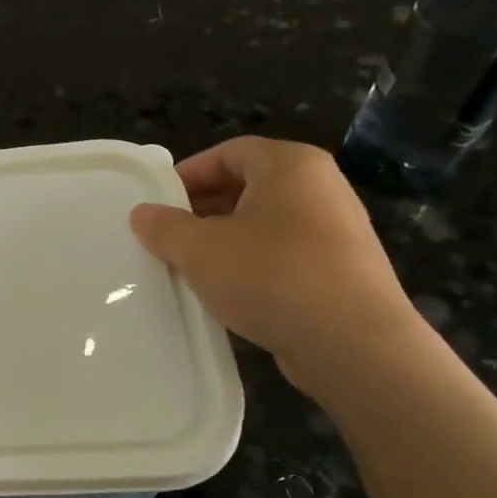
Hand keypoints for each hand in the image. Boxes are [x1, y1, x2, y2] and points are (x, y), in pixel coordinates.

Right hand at [129, 137, 425, 391]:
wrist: (354, 344)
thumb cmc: (271, 276)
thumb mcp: (199, 249)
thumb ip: (164, 227)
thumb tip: (142, 214)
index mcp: (291, 165)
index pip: (229, 152)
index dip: (188, 174)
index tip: (158, 203)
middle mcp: (321, 187)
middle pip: (248, 186)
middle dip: (203, 210)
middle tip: (168, 237)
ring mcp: (338, 230)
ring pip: (265, 224)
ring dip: (225, 242)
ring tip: (193, 268)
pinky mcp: (344, 271)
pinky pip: (286, 256)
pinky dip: (254, 267)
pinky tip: (230, 295)